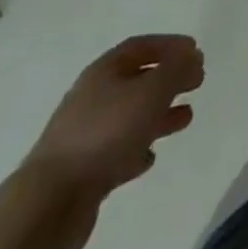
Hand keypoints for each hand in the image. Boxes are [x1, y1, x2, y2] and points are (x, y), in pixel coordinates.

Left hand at [26, 34, 205, 194]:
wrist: (50, 203)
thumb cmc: (105, 133)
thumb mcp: (151, 92)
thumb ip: (176, 70)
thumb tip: (192, 56)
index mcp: (104, 71)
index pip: (141, 46)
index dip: (169, 45)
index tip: (195, 50)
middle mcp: (93, 97)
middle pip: (137, 80)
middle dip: (169, 79)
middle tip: (197, 82)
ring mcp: (86, 136)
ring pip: (130, 116)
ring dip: (160, 114)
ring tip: (187, 118)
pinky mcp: (84, 171)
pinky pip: (117, 151)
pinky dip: (137, 149)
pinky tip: (150, 157)